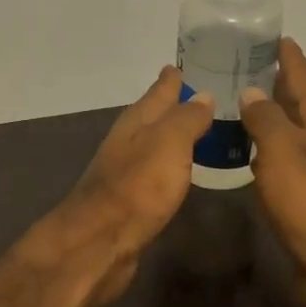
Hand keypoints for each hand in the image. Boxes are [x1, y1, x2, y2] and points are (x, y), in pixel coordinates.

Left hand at [34, 66, 214, 306]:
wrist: (101, 241)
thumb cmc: (137, 186)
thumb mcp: (169, 143)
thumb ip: (187, 119)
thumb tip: (203, 95)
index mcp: (136, 121)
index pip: (158, 91)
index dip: (172, 79)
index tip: (183, 64)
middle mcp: (129, 141)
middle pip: (154, 116)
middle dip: (175, 105)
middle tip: (204, 96)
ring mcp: (127, 170)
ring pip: (155, 143)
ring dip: (175, 135)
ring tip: (201, 130)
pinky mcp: (131, 199)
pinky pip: (157, 171)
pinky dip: (172, 164)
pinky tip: (182, 170)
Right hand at [240, 38, 305, 295]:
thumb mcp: (283, 152)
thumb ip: (265, 117)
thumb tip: (251, 92)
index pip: (302, 71)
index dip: (283, 53)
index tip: (262, 34)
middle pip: (298, 97)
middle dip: (270, 81)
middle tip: (232, 67)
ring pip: (292, 127)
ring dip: (268, 115)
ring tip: (233, 103)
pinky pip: (288, 155)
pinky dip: (269, 146)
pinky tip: (246, 148)